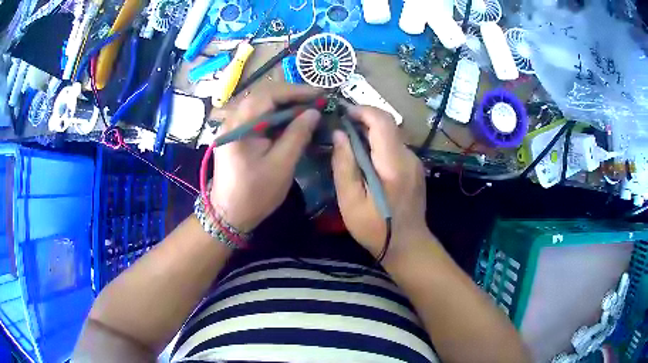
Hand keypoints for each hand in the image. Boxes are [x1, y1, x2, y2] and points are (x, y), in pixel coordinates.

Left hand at [210, 86, 320, 231]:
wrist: (229, 214)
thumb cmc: (255, 193)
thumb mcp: (281, 165)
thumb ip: (297, 134)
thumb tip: (313, 112)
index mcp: (240, 126)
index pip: (269, 95)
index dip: (296, 91)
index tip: (320, 94)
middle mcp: (232, 119)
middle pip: (263, 95)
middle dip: (291, 96)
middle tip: (316, 100)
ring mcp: (231, 126)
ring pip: (260, 104)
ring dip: (284, 104)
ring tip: (307, 108)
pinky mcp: (235, 134)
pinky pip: (256, 116)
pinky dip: (275, 116)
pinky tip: (290, 121)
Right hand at [332, 106, 428, 258]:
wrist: (408, 245)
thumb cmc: (375, 228)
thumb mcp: (350, 201)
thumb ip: (344, 165)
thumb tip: (339, 134)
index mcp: (393, 163)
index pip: (382, 121)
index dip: (362, 111)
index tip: (343, 113)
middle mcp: (409, 157)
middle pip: (388, 125)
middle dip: (363, 120)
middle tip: (341, 129)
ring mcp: (415, 162)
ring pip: (391, 135)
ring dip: (370, 133)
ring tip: (350, 145)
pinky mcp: (415, 168)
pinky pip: (395, 147)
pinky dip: (379, 145)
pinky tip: (366, 160)